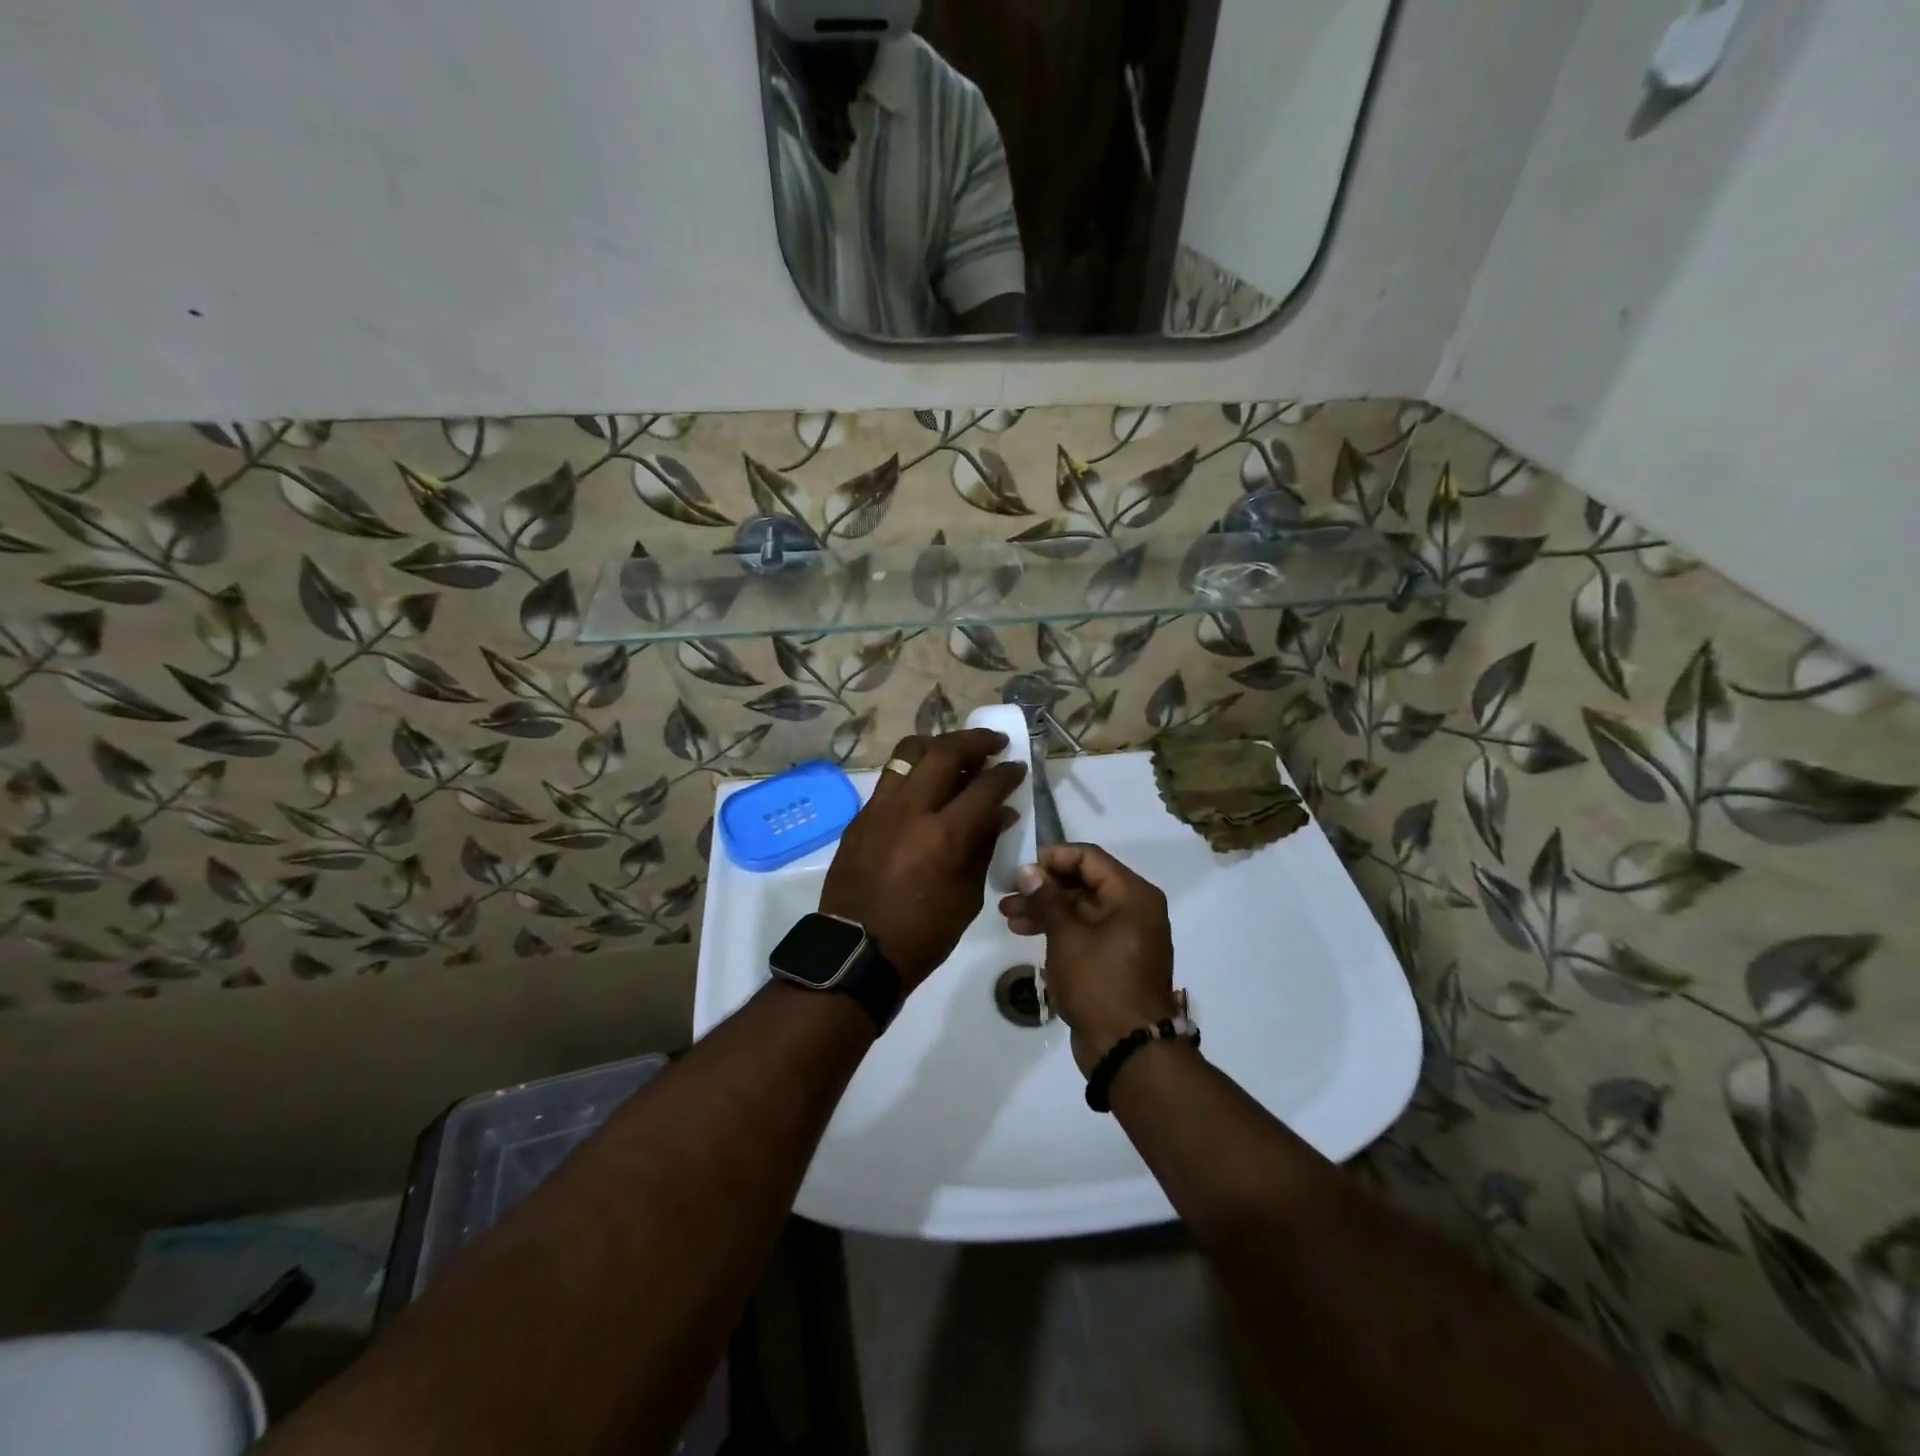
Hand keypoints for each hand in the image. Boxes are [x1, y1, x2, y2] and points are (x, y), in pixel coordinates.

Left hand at [819, 730, 1026, 990]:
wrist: (856, 953)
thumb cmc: (923, 933)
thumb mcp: (967, 896)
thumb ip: (983, 847)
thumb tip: (1000, 813)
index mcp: (944, 835)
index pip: (984, 786)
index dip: (1006, 773)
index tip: (1017, 766)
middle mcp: (910, 810)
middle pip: (943, 751)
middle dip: (974, 740)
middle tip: (993, 743)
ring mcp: (880, 809)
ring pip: (908, 752)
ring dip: (937, 745)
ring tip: (954, 752)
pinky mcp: (861, 817)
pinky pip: (890, 778)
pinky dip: (913, 771)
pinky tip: (925, 785)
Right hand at [998, 844, 1179, 1073]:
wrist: (1128, 1049)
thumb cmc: (1099, 983)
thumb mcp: (1067, 936)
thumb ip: (1047, 898)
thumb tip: (1029, 870)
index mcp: (1132, 895)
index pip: (1089, 857)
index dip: (1053, 858)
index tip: (1022, 868)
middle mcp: (1134, 909)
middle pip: (1084, 882)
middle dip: (1044, 887)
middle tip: (1008, 894)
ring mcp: (1126, 935)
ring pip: (1080, 908)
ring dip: (1045, 909)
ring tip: (1008, 915)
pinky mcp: (1115, 958)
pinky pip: (1085, 931)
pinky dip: (1058, 929)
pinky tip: (1027, 932)